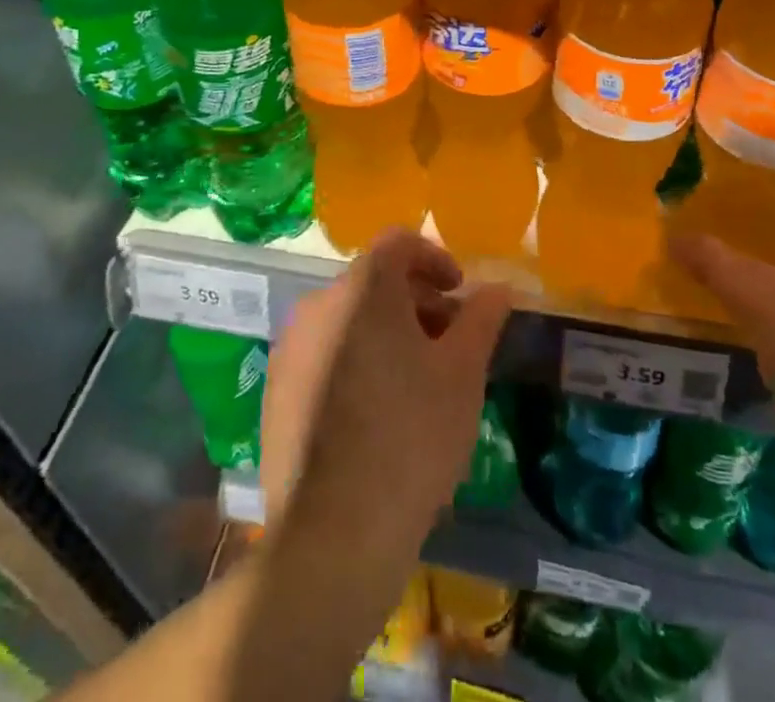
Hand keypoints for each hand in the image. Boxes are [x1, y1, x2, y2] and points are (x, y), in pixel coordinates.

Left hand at [261, 229, 511, 551]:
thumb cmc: (411, 436)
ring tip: (418, 381)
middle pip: (374, 281)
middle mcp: (319, 303)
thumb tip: (498, 288)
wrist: (333, 532)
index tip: (460, 294)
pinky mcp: (276, 389)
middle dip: (416, 301)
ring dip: (387, 331)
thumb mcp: (463, 373)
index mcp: (363, 287)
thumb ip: (482, 319)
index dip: (435, 258)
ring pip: (348, 318)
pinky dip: (356, 360)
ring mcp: (291, 347)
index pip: (400, 242)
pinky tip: (377, 413)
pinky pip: (324, 353)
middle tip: (448, 342)